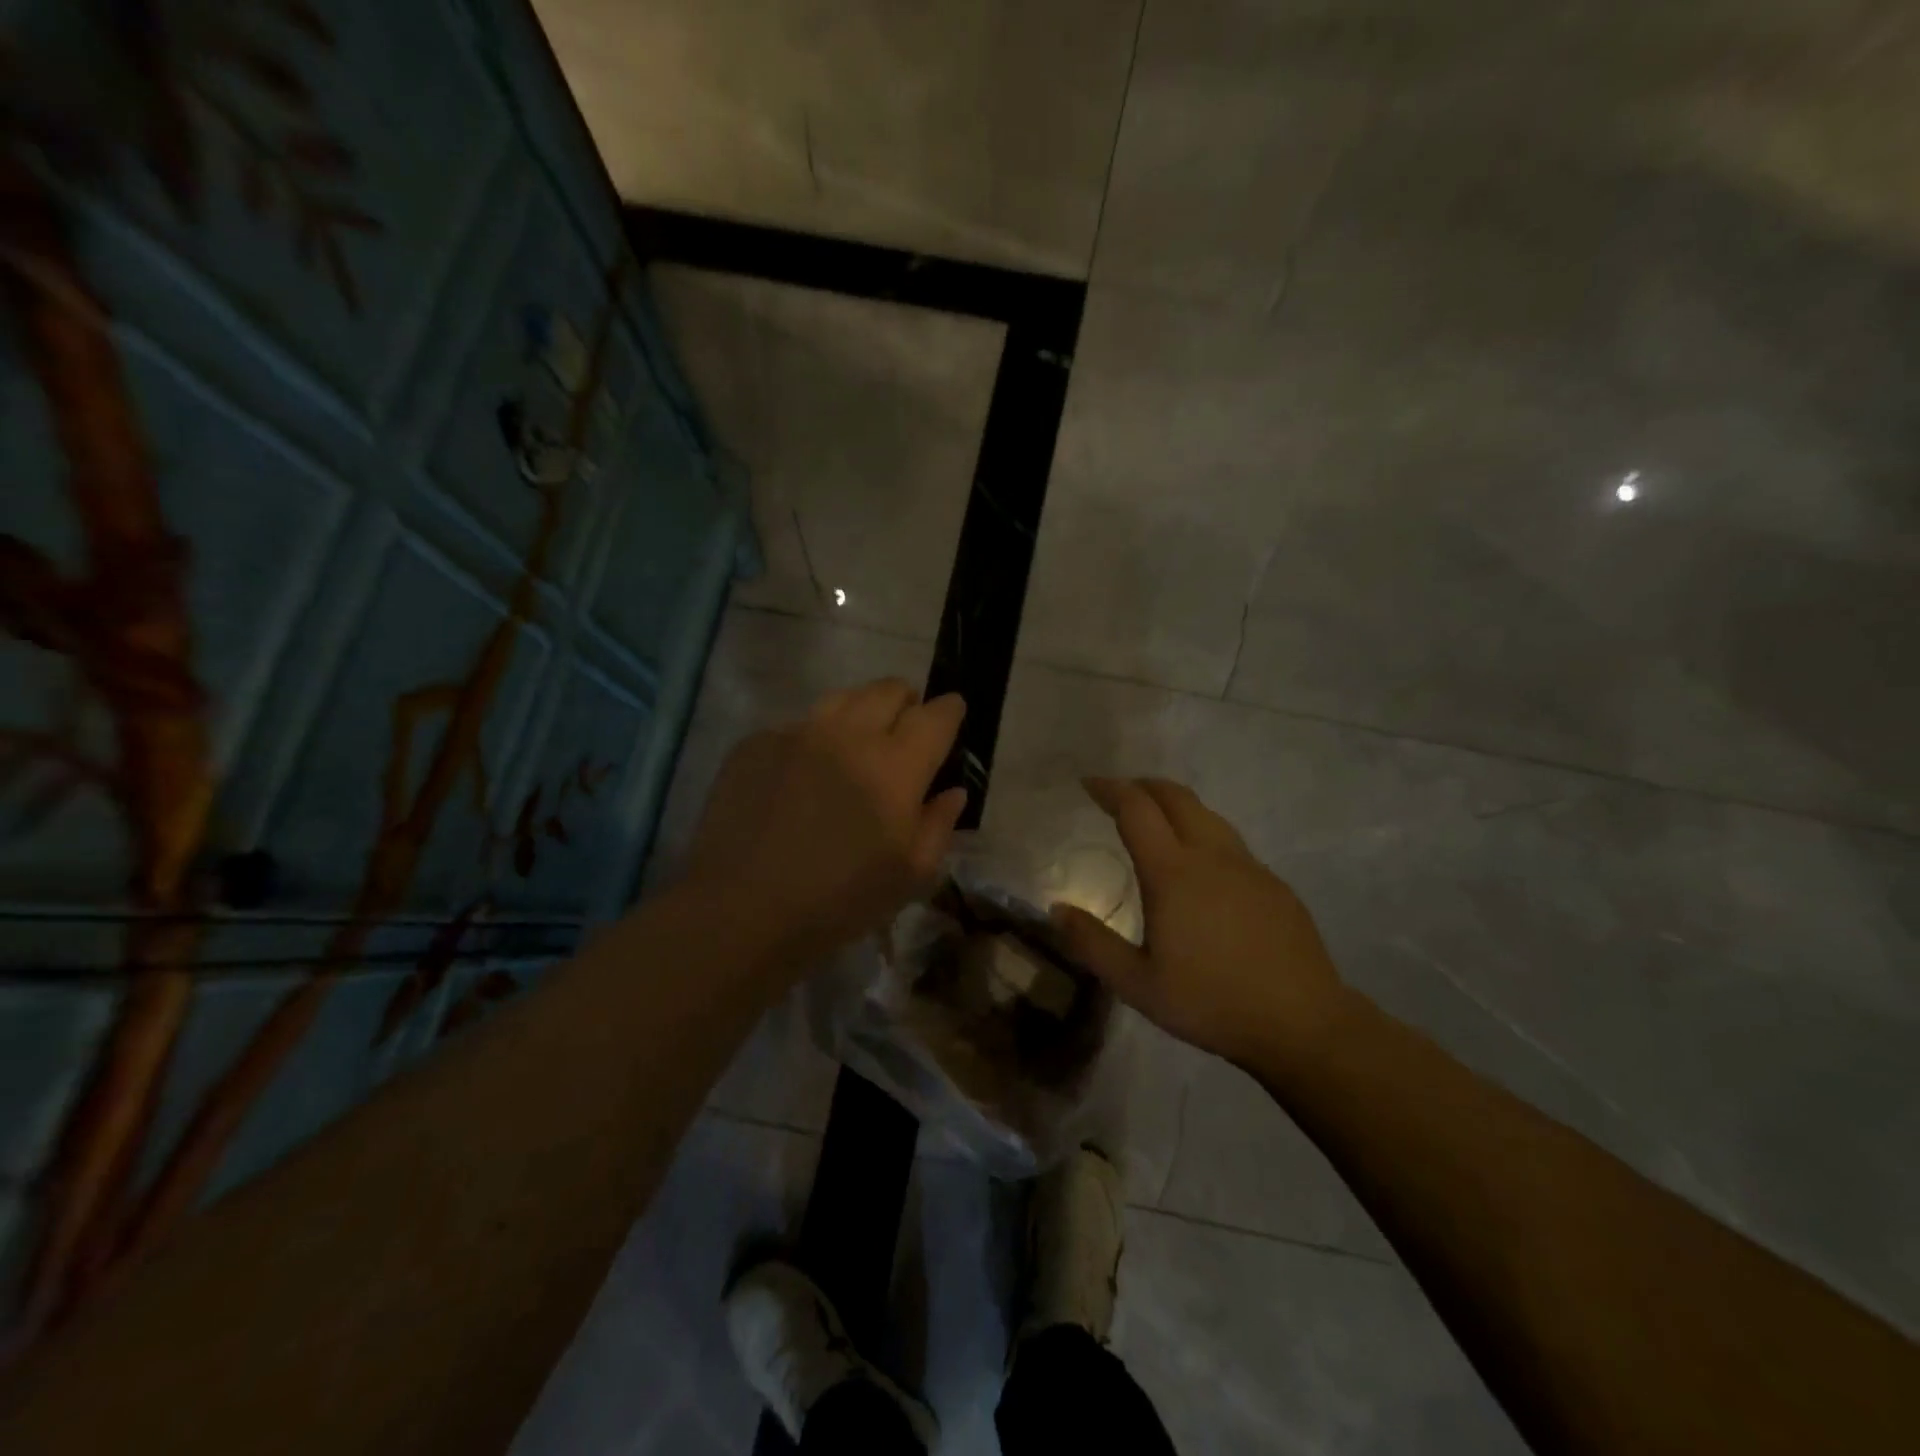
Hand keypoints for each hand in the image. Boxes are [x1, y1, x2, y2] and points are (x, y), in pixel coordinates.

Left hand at [683, 679, 967, 965]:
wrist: (740, 909)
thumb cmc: (838, 901)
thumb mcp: (909, 876)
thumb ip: (939, 825)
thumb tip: (952, 791)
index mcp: (896, 766)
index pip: (936, 715)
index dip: (950, 710)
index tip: (951, 714)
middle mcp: (850, 734)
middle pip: (889, 690)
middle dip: (906, 703)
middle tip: (903, 734)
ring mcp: (798, 732)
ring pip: (843, 698)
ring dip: (861, 712)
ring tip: (856, 744)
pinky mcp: (756, 742)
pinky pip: (798, 725)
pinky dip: (814, 740)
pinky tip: (803, 775)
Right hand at [1050, 778, 1349, 1067]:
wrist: (1302, 1023)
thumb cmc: (1211, 1002)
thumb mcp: (1137, 984)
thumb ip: (1092, 944)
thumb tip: (1056, 909)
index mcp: (1173, 872)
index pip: (1136, 809)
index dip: (1110, 789)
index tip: (1088, 784)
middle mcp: (1212, 856)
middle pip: (1175, 797)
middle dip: (1142, 785)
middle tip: (1118, 792)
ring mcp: (1249, 866)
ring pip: (1208, 814)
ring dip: (1175, 805)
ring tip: (1155, 820)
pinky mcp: (1274, 884)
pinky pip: (1230, 842)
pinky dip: (1203, 832)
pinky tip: (1200, 867)